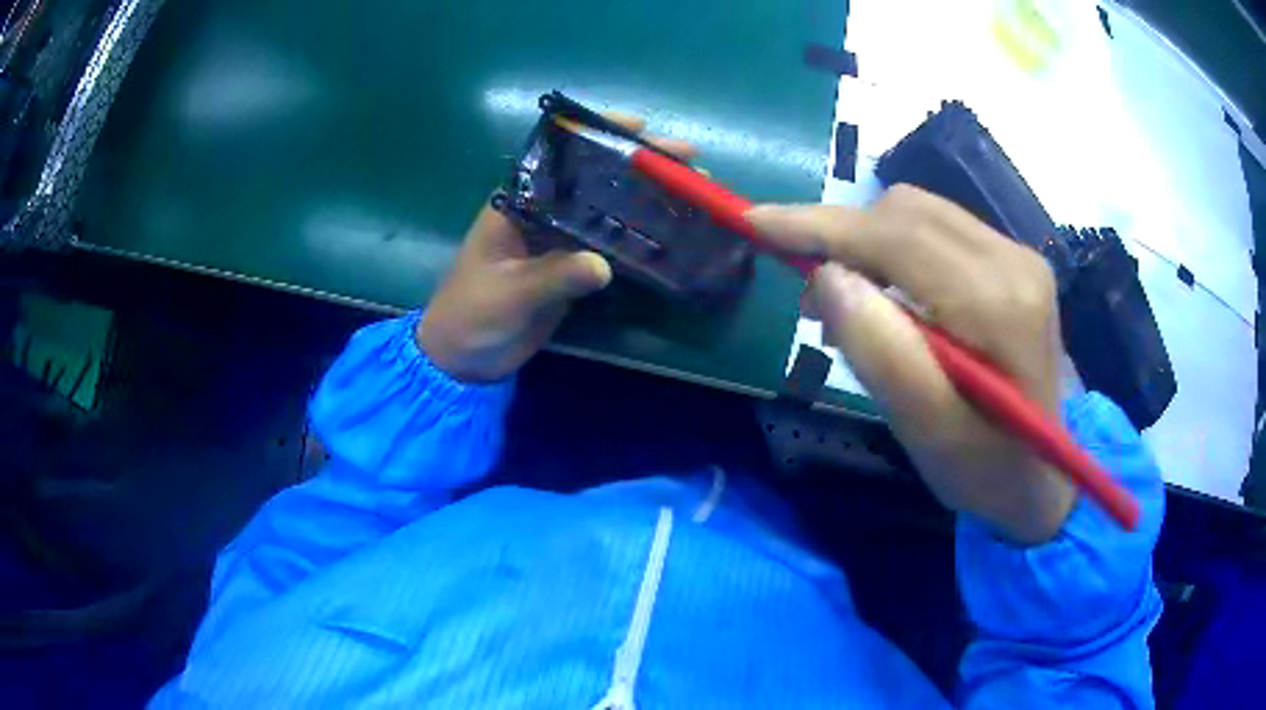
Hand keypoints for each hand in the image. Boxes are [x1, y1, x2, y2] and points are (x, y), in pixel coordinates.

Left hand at [418, 117, 695, 382]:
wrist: (464, 359)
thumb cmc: (472, 315)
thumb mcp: (509, 294)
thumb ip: (553, 277)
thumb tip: (604, 266)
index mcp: (518, 203)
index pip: (560, 155)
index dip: (598, 135)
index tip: (639, 125)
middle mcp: (543, 212)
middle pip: (595, 178)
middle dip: (639, 166)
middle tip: (689, 159)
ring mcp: (559, 240)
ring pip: (607, 209)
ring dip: (646, 200)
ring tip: (693, 190)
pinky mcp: (570, 267)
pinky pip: (609, 245)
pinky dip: (638, 238)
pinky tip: (671, 234)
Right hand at [748, 185, 1074, 543]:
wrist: (1044, 479)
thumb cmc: (985, 471)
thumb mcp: (927, 434)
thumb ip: (882, 354)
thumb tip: (827, 276)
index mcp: (1000, 306)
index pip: (898, 237)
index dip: (821, 225)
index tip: (756, 224)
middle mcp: (1014, 261)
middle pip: (905, 212)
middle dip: (842, 240)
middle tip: (810, 301)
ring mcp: (1019, 256)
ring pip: (918, 213)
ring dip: (866, 246)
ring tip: (848, 307)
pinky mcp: (1014, 261)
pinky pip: (936, 230)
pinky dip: (894, 252)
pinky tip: (890, 299)